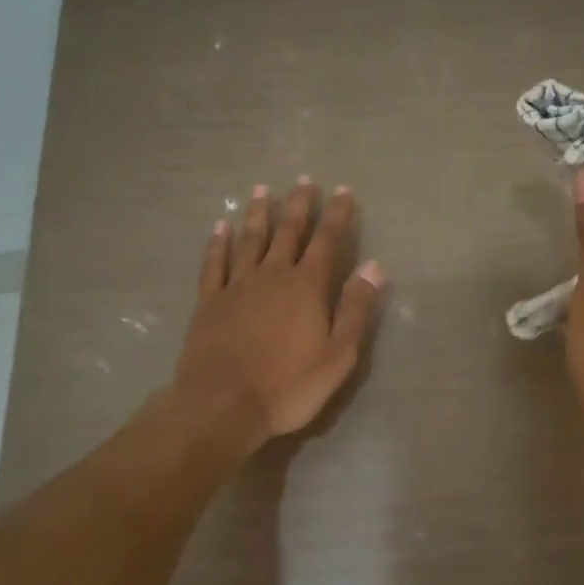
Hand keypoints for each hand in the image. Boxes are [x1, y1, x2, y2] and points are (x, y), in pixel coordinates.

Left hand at [174, 178, 384, 448]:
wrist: (222, 405)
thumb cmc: (288, 386)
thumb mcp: (338, 355)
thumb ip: (356, 309)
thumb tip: (374, 266)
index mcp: (307, 287)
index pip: (327, 241)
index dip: (337, 214)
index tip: (342, 190)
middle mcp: (272, 275)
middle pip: (288, 231)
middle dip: (299, 205)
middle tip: (303, 180)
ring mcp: (237, 286)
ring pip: (250, 240)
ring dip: (258, 214)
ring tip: (262, 190)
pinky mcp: (209, 301)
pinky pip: (214, 263)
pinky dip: (218, 243)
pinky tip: (220, 227)